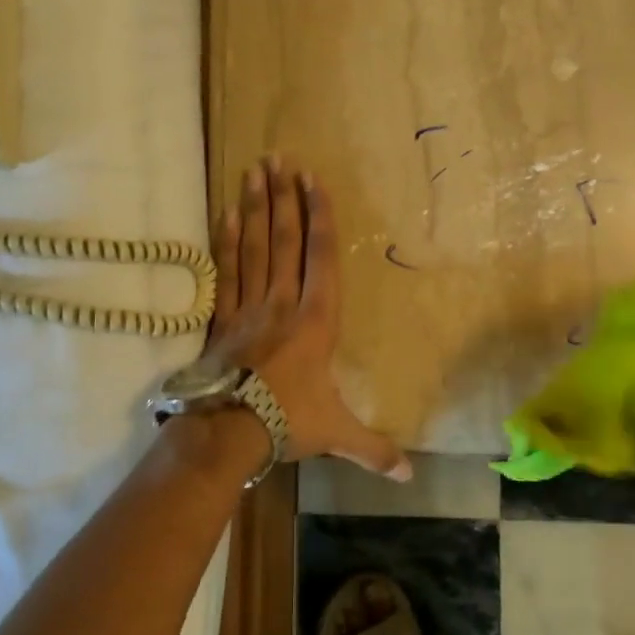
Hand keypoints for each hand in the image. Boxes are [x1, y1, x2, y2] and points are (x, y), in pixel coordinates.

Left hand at [206, 157, 410, 480]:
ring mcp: (249, 307)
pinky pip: (227, 272)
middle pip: (285, 241)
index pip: (320, 257)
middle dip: (284, 198)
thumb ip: (373, 448)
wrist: (228, 432)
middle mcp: (283, 303)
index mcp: (316, 320)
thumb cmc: (288, 423)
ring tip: (254, 171)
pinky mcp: (223, 318)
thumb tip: (410, 476)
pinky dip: (227, 242)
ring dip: (256, 208)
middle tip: (278, 158)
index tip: (312, 180)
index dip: (319, 216)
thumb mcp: (337, 432)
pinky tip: (227, 214)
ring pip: (255, 248)